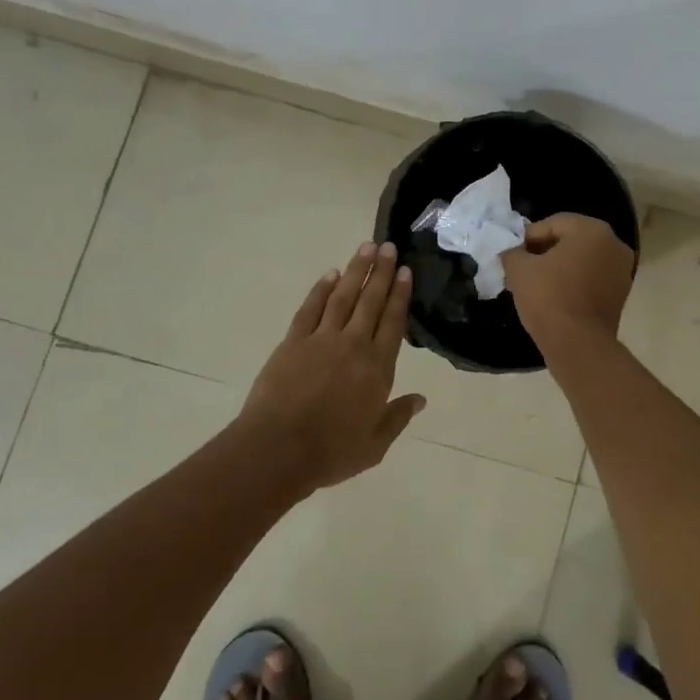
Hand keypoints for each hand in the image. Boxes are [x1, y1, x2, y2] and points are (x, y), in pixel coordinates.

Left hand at [240, 241, 425, 493]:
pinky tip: (330, 275)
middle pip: (370, 301)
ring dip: (355, 271)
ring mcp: (321, 340)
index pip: (393, 322)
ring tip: (366, 248)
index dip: (400, 295)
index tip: (405, 271)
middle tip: (389, 247)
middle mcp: (353, 345)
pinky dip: (321, 290)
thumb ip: (397, 417)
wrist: (278, 449)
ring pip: (343, 297)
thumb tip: (421, 399)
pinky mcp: (293, 343)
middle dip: (381, 272)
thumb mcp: (375, 444)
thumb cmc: (331, 452)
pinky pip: (310, 309)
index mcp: (377, 368)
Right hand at [501, 214, 635, 355]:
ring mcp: (622, 270)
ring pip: (582, 260)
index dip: (529, 237)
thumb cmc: (549, 297)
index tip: (513, 254)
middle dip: (544, 252)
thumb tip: (513, 253)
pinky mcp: (621, 294)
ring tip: (534, 285)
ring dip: (558, 268)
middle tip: (521, 268)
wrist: (578, 344)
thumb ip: (513, 253)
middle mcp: (613, 244)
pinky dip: (573, 282)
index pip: (554, 223)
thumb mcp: (519, 270)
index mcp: (592, 230)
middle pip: (570, 240)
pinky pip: (592, 278)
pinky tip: (553, 297)